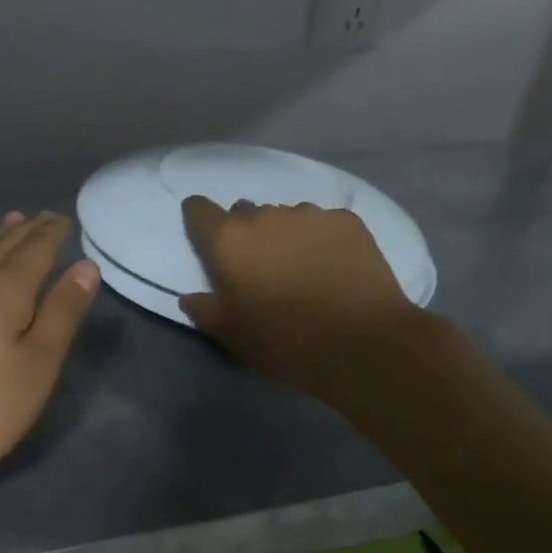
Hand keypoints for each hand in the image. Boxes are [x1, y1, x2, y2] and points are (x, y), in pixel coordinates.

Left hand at [0, 212, 98, 498]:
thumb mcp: (37, 366)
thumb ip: (62, 313)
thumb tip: (86, 266)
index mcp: (5, 289)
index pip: (35, 250)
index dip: (51, 233)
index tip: (63, 217)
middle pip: (2, 247)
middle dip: (25, 231)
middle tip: (40, 216)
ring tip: (6, 224)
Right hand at [179, 197, 422, 404]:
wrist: (362, 342)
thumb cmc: (284, 340)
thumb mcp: (231, 334)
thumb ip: (203, 309)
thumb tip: (190, 297)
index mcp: (229, 240)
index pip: (199, 210)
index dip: (199, 219)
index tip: (206, 237)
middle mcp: (265, 215)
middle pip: (245, 213)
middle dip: (246, 234)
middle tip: (259, 267)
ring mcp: (309, 214)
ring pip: (285, 217)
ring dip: (284, 235)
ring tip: (301, 268)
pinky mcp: (347, 221)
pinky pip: (322, 223)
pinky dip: (320, 239)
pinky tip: (333, 266)